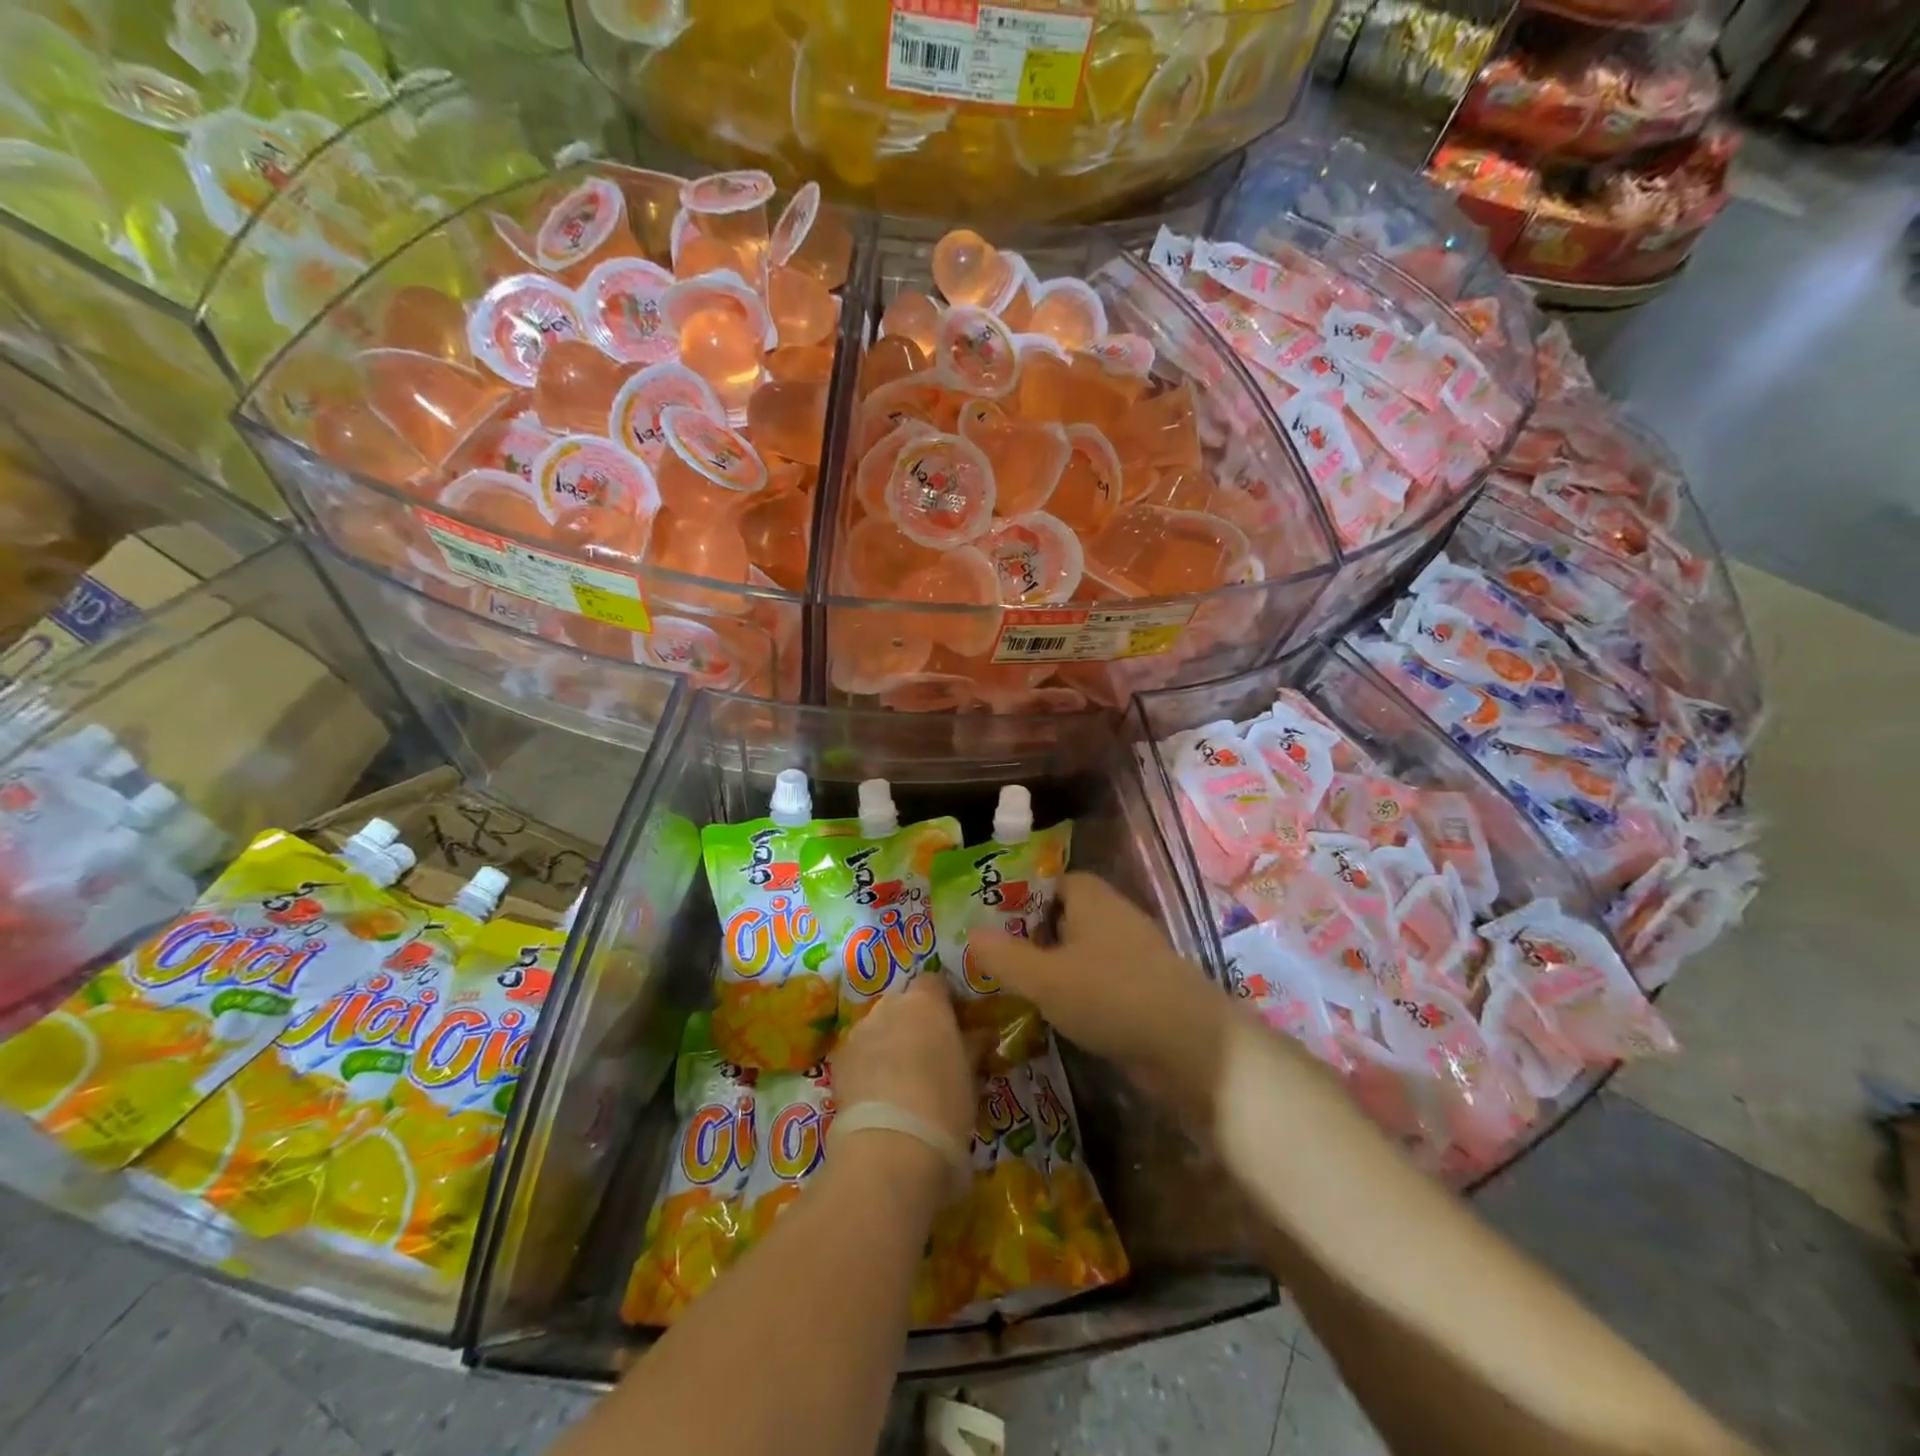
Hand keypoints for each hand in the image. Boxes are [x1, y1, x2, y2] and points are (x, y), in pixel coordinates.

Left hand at [828, 977, 973, 1200]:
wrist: (890, 1148)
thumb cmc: (944, 1104)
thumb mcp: (970, 1075)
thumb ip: (973, 1047)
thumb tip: (983, 1034)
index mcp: (925, 1001)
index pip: (935, 982)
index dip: (944, 1001)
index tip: (955, 1025)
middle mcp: (889, 1006)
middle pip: (903, 1002)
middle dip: (915, 1021)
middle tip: (931, 1053)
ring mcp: (859, 1032)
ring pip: (879, 1027)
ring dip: (890, 1041)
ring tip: (903, 1078)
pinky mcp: (839, 1062)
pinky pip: (860, 1053)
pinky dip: (870, 1064)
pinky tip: (879, 1094)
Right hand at [969, 874, 1228, 1092]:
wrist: (1191, 1048)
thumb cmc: (1111, 996)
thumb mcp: (1045, 978)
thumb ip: (1004, 956)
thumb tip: (970, 934)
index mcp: (1091, 898)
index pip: (1049, 882)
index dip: (1018, 898)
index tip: (988, 923)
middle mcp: (1113, 917)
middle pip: (1062, 916)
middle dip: (1029, 936)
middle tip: (992, 960)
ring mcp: (1131, 954)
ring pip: (1079, 952)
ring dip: (1051, 969)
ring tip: (1013, 991)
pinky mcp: (1142, 989)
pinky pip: (1097, 980)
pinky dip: (1076, 993)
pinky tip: (1053, 1016)